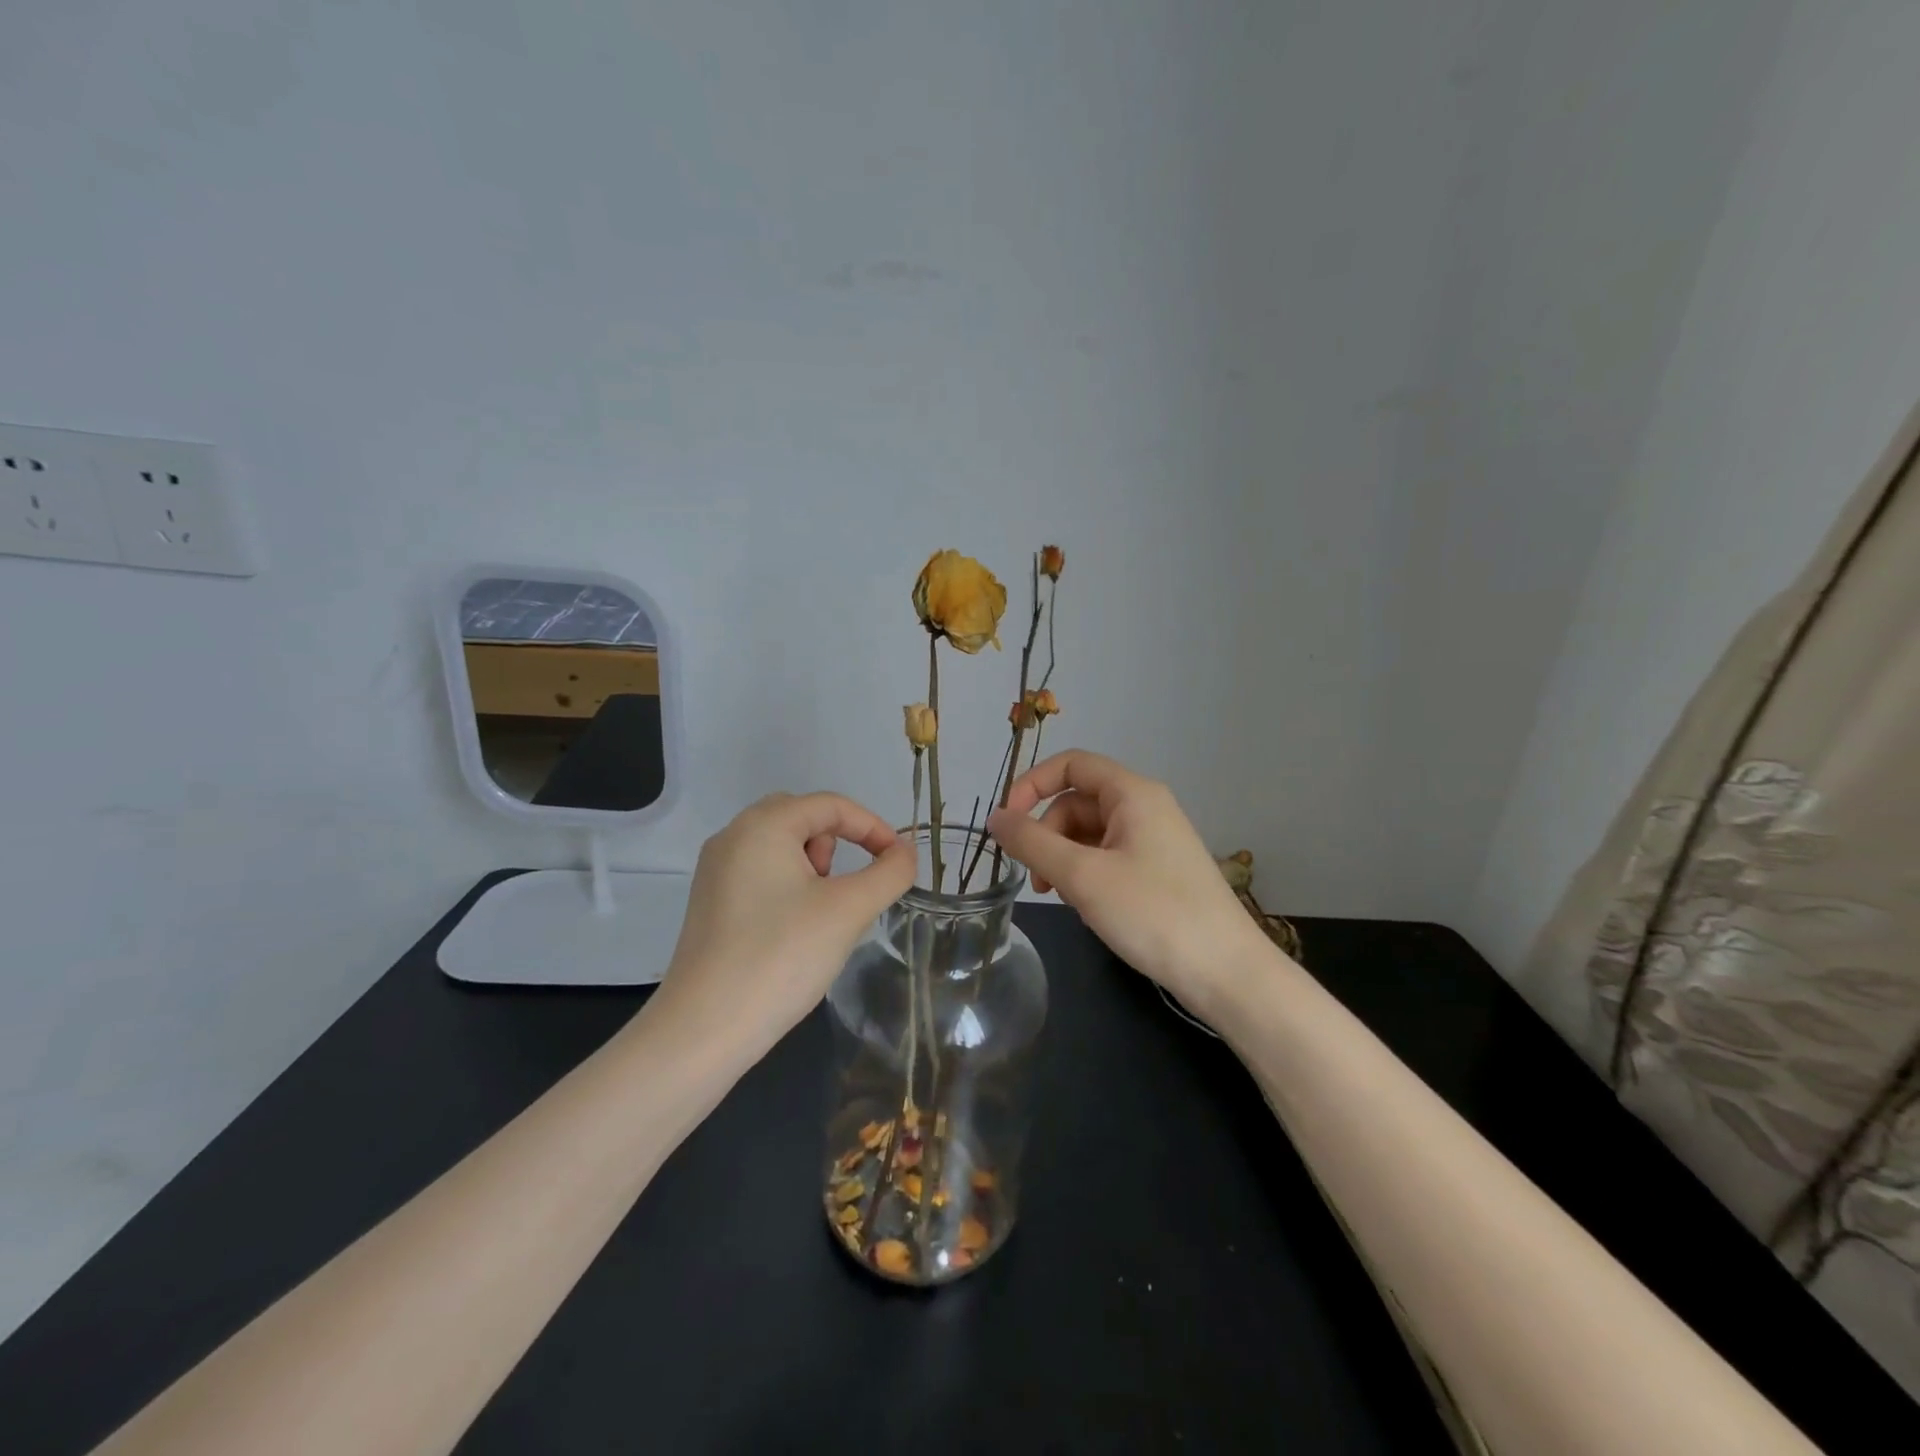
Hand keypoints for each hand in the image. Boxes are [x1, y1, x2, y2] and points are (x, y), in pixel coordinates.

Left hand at [648, 792, 915, 1056]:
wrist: (705, 1029)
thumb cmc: (782, 956)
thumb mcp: (849, 910)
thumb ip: (889, 872)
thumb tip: (905, 852)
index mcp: (762, 825)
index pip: (831, 805)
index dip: (873, 827)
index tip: (899, 863)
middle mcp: (733, 836)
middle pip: (803, 818)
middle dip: (838, 846)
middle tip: (845, 889)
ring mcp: (716, 870)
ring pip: (782, 847)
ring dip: (814, 868)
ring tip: (819, 916)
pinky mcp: (711, 903)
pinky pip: (762, 873)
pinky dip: (790, 887)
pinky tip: (793, 932)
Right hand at [985, 751, 1271, 1012]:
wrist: (1226, 972)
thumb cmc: (1153, 913)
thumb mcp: (1082, 876)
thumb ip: (1032, 842)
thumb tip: (995, 818)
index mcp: (1132, 793)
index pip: (1070, 765)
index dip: (1031, 785)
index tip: (1006, 823)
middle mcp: (1146, 807)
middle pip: (1077, 801)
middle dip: (1047, 834)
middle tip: (1036, 879)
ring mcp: (1155, 840)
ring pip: (1090, 833)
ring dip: (1064, 858)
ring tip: (1059, 897)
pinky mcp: (1159, 870)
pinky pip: (1109, 856)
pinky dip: (1086, 873)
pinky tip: (1086, 906)